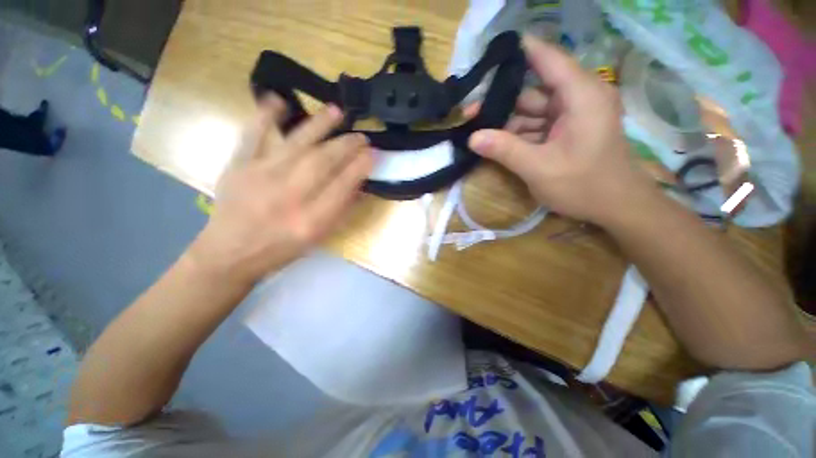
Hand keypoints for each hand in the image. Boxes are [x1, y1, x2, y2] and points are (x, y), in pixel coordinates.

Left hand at [189, 95, 372, 283]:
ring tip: (336, 111)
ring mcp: (260, 177)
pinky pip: (252, 135)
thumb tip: (359, 185)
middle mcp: (288, 197)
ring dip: (319, 125)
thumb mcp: (318, 238)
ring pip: (296, 144)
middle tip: (362, 136)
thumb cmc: (282, 248)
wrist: (231, 252)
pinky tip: (279, 100)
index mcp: (310, 221)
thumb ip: (341, 211)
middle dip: (346, 145)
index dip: (360, 167)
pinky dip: (265, 115)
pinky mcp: (238, 166)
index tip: (373, 154)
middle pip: (322, 162)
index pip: (342, 186)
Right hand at [466, 36, 652, 224]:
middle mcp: (578, 97)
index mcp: (581, 95)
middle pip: (532, 90)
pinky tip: (497, 144)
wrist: (617, 207)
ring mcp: (572, 114)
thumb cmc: (585, 186)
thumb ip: (506, 150)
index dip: (518, 51)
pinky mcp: (567, 129)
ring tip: (478, 132)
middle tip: (470, 113)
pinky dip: (518, 134)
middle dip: (502, 103)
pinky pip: (537, 125)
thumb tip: (472, 137)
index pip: (547, 58)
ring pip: (531, 110)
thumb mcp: (540, 169)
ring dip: (507, 123)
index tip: (488, 53)